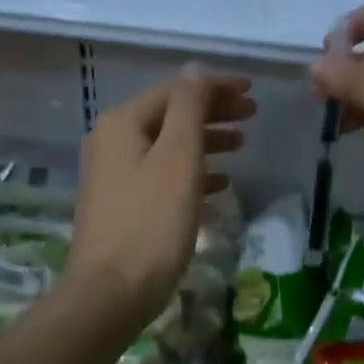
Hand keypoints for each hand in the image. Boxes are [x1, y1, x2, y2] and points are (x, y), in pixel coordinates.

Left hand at [67, 64, 254, 329]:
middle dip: (212, 112)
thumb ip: (189, 108)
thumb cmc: (151, 223)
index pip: (176, 90)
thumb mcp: (178, 158)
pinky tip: (218, 185)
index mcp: (123, 123)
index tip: (252, 91)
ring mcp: (113, 176)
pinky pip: (162, 176)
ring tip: (241, 144)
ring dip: (205, 141)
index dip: (215, 87)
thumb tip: (196, 70)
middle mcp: (112, 142)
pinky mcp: (121, 206)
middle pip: (170, 116)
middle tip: (252, 115)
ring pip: (167, 146)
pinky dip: (191, 173)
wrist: (110, 294)